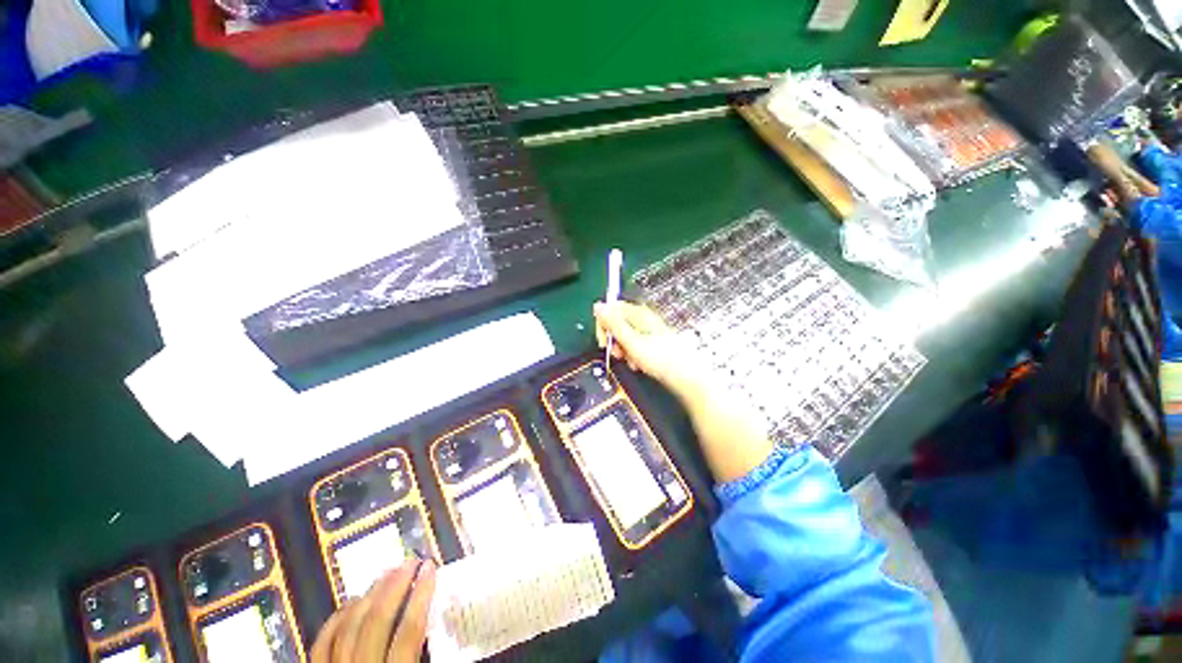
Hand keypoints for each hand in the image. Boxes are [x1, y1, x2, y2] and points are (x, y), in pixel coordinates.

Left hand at [311, 560, 435, 662]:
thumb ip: (426, 653)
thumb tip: (443, 618)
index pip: (409, 630)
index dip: (421, 594)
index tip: (430, 567)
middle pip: (377, 620)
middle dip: (395, 585)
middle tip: (410, 561)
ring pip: (349, 625)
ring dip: (369, 594)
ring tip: (386, 574)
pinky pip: (322, 643)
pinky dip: (337, 618)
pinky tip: (351, 602)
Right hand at [593, 301, 704, 394]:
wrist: (686, 375)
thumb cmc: (660, 358)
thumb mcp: (631, 341)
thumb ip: (613, 324)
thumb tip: (598, 305)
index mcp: (639, 313)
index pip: (612, 308)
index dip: (603, 323)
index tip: (603, 341)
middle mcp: (643, 318)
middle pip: (618, 322)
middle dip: (613, 339)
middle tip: (616, 353)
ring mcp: (649, 330)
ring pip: (625, 335)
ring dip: (622, 349)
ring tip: (630, 361)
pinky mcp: (652, 342)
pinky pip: (635, 344)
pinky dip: (632, 354)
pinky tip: (638, 364)